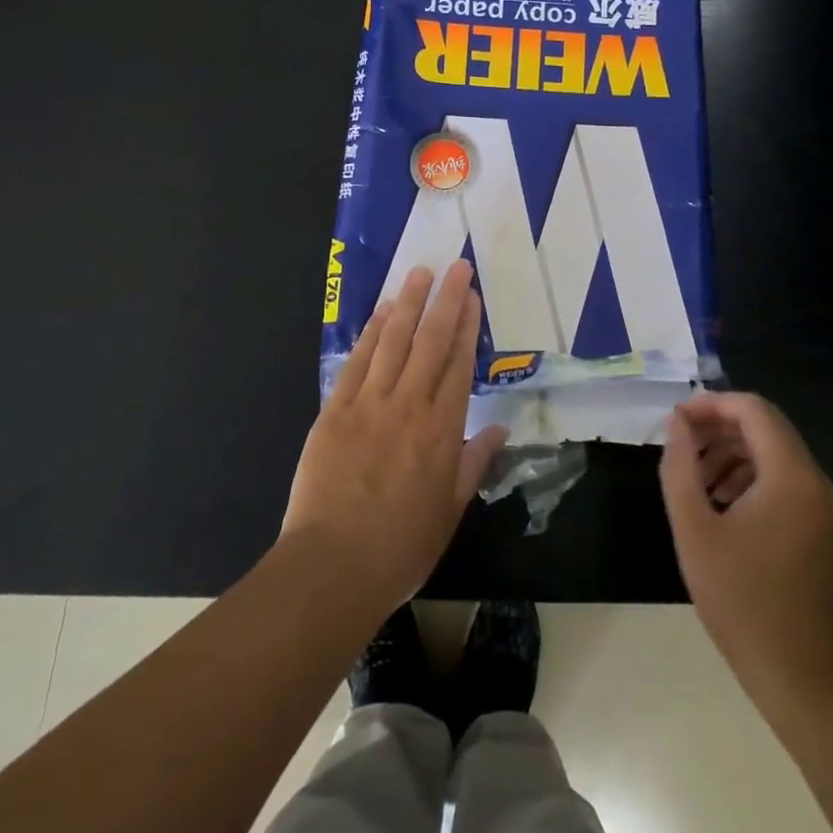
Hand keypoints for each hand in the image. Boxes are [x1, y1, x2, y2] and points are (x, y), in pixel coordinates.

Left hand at [280, 260, 507, 615]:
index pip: (459, 364)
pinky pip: (357, 363)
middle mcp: (409, 406)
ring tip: (419, 273)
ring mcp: (369, 404)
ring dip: (408, 303)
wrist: (332, 566)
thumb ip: (474, 464)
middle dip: (445, 300)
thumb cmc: (400, 546)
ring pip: (393, 342)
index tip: (472, 296)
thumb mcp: (450, 510)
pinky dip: (371, 334)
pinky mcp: (335, 411)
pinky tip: (381, 312)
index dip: (467, 326)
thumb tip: (499, 430)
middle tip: (456, 266)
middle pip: (431, 341)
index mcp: (442, 430)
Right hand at [660, 392, 832, 718]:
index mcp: (790, 474)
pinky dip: (750, 477)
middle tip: (680, 447)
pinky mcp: (821, 528)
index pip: (752, 409)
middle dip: (719, 428)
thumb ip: (681, 467)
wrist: (802, 676)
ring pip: (774, 454)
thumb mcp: (695, 530)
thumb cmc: (742, 600)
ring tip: (694, 479)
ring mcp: (822, 506)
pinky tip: (720, 505)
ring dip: (731, 453)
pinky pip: (784, 481)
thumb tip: (677, 423)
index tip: (676, 421)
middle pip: (765, 427)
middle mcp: (814, 480)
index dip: (711, 404)